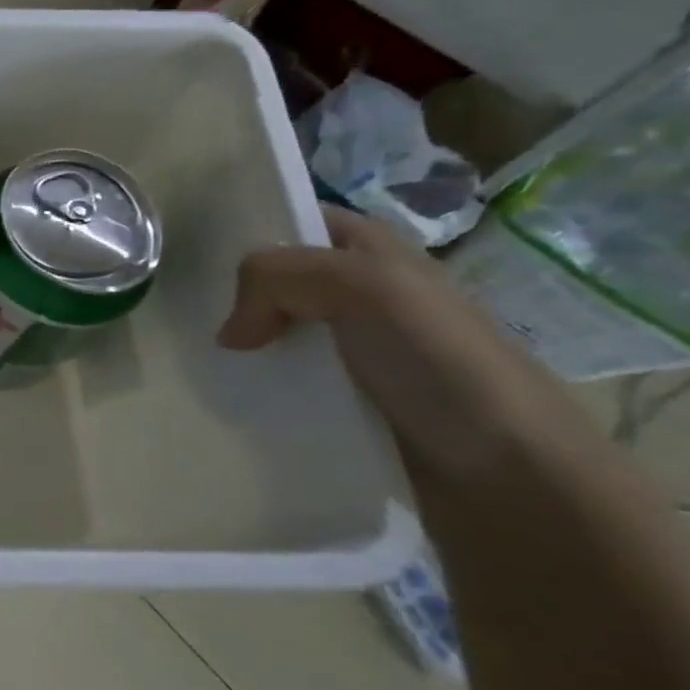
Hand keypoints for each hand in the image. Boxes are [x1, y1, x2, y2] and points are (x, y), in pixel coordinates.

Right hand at [217, 206, 585, 486]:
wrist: (507, 471)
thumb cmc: (441, 360)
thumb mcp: (364, 287)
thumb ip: (277, 278)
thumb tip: (228, 332)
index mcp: (369, 248)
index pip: (290, 219)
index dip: (243, 229)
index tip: (190, 256)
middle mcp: (357, 289)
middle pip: (271, 277)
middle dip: (227, 291)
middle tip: (182, 312)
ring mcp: (347, 345)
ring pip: (269, 329)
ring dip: (235, 343)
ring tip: (196, 357)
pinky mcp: (339, 395)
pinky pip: (278, 376)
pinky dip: (252, 382)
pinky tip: (228, 390)